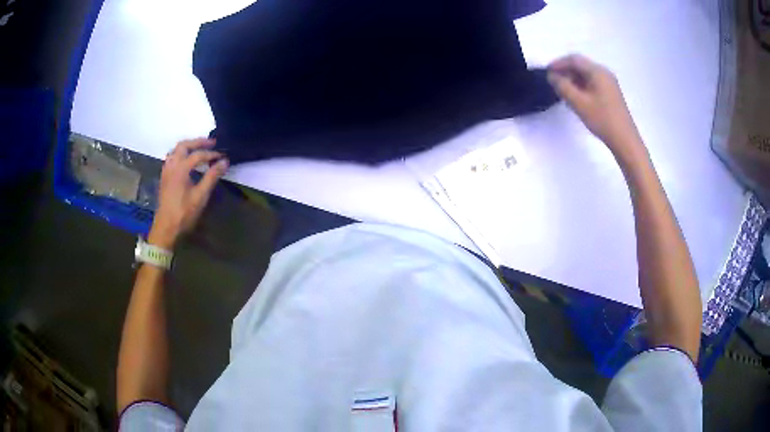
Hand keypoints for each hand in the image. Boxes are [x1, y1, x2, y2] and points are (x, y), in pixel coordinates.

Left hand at [148, 138, 228, 248]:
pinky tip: (186, 160)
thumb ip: (212, 177)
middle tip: (211, 143)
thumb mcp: (200, 196)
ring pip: (176, 150)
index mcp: (180, 168)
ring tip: (199, 149)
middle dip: (198, 142)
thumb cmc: (184, 213)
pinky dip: (180, 153)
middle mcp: (172, 165)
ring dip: (188, 146)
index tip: (223, 156)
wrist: (166, 227)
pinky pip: (172, 157)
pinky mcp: (164, 177)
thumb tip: (224, 162)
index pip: (198, 155)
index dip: (211, 154)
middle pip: (184, 145)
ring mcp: (166, 170)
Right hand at [547, 54, 645, 161]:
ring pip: (586, 75)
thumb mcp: (579, 103)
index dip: (558, 63)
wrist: (625, 140)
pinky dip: (581, 86)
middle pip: (581, 66)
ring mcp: (609, 83)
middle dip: (566, 71)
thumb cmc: (602, 120)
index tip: (547, 72)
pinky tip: (576, 97)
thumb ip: (563, 86)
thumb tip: (552, 76)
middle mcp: (604, 73)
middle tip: (553, 82)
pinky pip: (592, 83)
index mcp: (597, 71)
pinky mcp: (611, 93)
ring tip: (562, 91)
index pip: (574, 60)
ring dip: (573, 79)